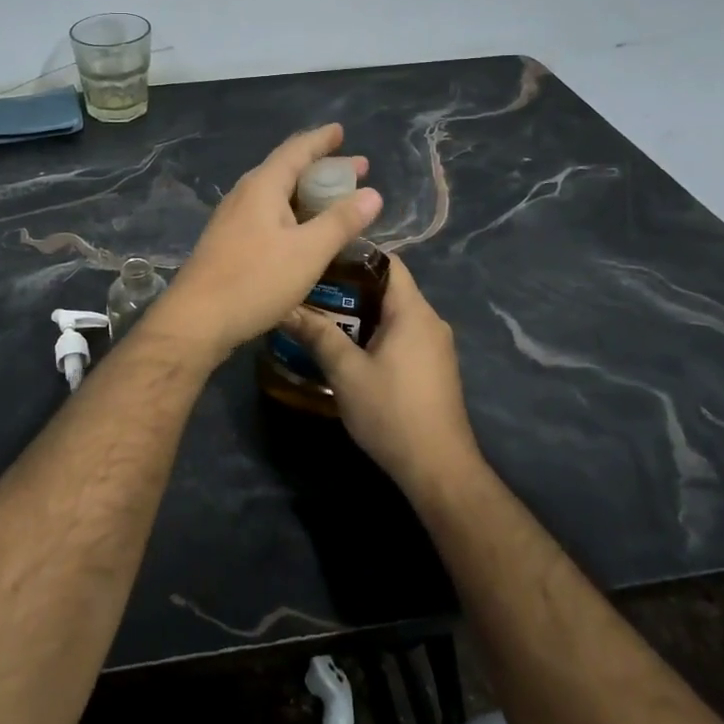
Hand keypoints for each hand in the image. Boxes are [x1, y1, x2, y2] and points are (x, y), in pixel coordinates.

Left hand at [153, 124, 382, 357]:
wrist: (197, 319)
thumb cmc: (255, 280)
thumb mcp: (308, 252)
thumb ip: (341, 221)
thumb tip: (372, 193)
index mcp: (263, 186)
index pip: (296, 150)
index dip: (321, 139)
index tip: (341, 130)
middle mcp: (245, 194)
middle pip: (286, 169)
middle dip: (322, 167)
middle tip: (355, 170)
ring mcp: (233, 218)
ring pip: (276, 194)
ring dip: (307, 193)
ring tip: (334, 199)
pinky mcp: (229, 242)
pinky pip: (267, 214)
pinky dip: (292, 213)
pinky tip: (303, 231)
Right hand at [278, 253, 481, 496]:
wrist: (438, 469)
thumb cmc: (392, 412)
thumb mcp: (346, 372)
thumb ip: (318, 335)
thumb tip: (285, 308)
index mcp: (413, 312)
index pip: (387, 261)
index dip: (355, 254)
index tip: (321, 257)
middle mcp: (430, 321)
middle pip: (388, 287)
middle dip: (350, 286)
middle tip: (311, 288)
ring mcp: (435, 345)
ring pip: (394, 313)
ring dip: (360, 312)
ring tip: (321, 316)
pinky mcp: (433, 367)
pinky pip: (401, 334)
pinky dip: (375, 332)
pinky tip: (347, 347)